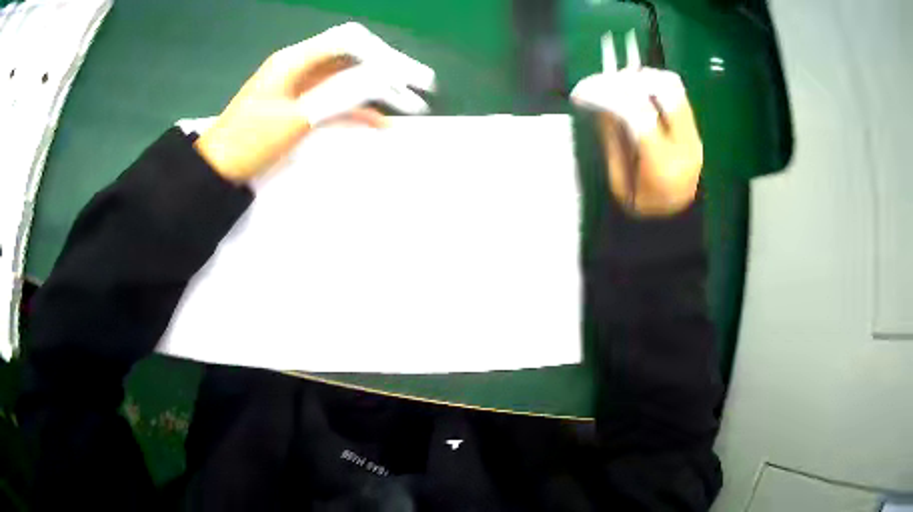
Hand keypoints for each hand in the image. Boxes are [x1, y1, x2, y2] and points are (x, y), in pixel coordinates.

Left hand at [195, 23, 435, 181]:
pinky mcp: (300, 107)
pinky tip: (380, 122)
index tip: (411, 75)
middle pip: (353, 58)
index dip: (384, 53)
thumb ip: (341, 93)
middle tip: (422, 88)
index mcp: (296, 60)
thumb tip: (384, 75)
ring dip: (378, 91)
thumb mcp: (296, 117)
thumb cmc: (249, 142)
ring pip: (348, 81)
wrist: (218, 169)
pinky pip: (335, 101)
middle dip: (389, 71)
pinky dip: (358, 110)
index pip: (350, 41)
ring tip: (412, 107)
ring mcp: (301, 87)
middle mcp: (302, 66)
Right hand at [572, 68, 702, 216]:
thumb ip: (612, 140)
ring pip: (673, 87)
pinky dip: (654, 85)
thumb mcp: (619, 182)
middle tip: (605, 83)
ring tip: (621, 84)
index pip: (638, 113)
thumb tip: (601, 103)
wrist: (676, 222)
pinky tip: (638, 91)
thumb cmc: (642, 208)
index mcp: (663, 164)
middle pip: (663, 90)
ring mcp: (695, 136)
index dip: (608, 94)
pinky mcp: (695, 130)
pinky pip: (678, 94)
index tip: (584, 90)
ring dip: (643, 78)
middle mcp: (685, 145)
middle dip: (629, 80)